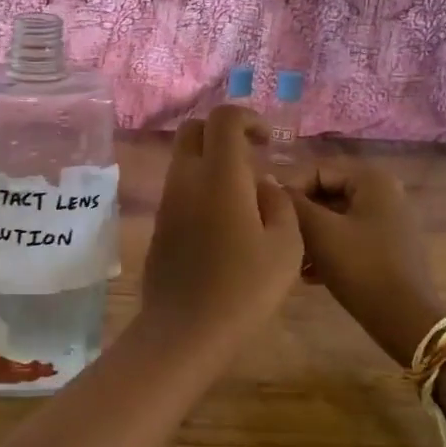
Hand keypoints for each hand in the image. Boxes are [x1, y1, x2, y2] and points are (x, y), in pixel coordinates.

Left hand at [140, 105, 303, 349]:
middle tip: (251, 158)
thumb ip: (279, 204)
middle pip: (193, 129)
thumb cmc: (244, 288)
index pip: (223, 118)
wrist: (185, 329)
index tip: (267, 141)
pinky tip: (224, 223)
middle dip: (223, 132)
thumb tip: (264, 186)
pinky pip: (179, 188)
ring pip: (184, 159)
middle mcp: (186, 178)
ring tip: (244, 197)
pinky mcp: (159, 223)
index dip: (247, 118)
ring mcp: (167, 200)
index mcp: (218, 175)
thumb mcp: (286, 246)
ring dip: (211, 162)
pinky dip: (200, 187)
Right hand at [288, 161, 443, 362]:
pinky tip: (309, 274)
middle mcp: (384, 193)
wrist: (405, 320)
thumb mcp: (319, 231)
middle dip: (300, 216)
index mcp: (372, 180)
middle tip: (279, 238)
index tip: (269, 215)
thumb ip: (292, 203)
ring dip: (310, 235)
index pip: (316, 170)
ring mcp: (389, 221)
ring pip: (335, 218)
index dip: (289, 190)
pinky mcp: (388, 247)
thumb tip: (268, 183)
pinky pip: (349, 236)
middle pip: (326, 193)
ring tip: (292, 259)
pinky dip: (328, 249)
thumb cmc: (361, 267)